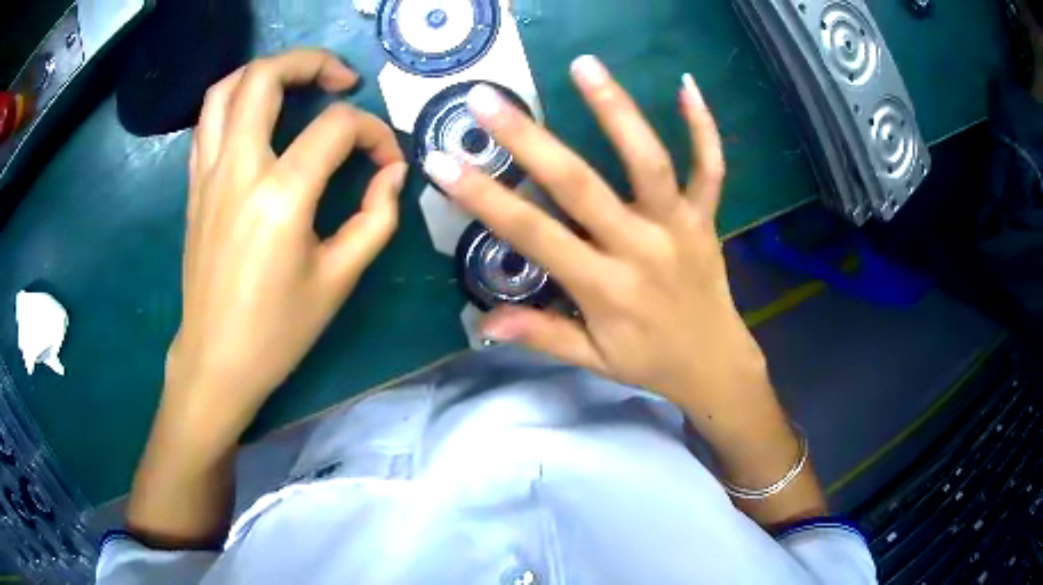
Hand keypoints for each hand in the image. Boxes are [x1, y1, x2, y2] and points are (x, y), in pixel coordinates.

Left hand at [166, 49, 405, 441]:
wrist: (216, 360)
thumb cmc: (277, 330)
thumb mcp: (339, 280)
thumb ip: (376, 218)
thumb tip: (392, 173)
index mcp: (280, 196)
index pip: (336, 128)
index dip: (374, 132)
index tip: (387, 160)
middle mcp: (238, 169)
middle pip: (266, 77)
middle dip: (312, 62)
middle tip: (341, 80)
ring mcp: (208, 173)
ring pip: (226, 88)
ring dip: (266, 71)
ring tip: (296, 82)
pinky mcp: (194, 185)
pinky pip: (207, 121)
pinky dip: (235, 100)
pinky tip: (257, 116)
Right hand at [423, 56, 771, 432]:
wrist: (714, 362)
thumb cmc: (649, 360)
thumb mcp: (592, 360)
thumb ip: (541, 335)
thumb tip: (482, 324)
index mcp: (604, 287)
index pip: (534, 235)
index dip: (485, 198)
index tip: (444, 162)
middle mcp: (640, 247)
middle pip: (580, 185)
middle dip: (528, 140)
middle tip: (487, 99)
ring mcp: (679, 225)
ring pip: (648, 161)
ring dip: (616, 110)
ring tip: (584, 65)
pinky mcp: (706, 216)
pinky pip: (710, 167)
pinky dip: (702, 127)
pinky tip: (685, 84)